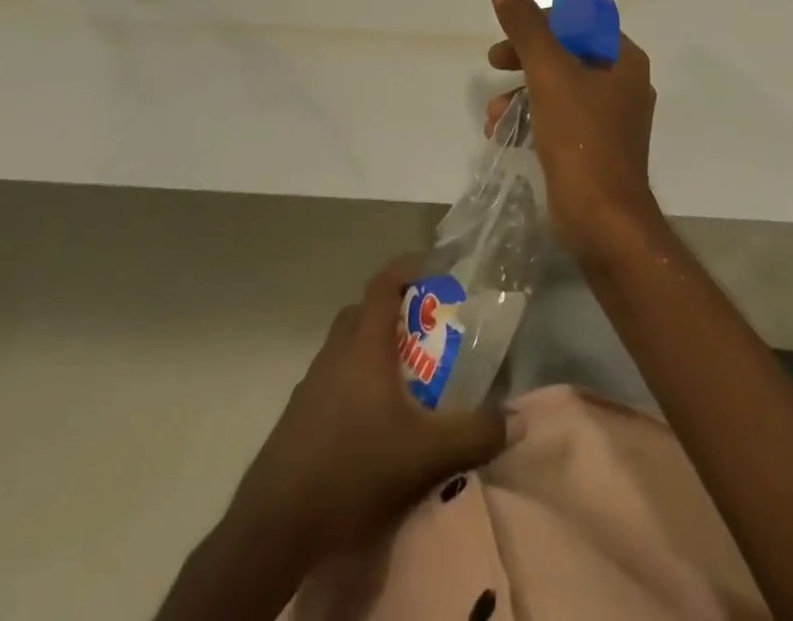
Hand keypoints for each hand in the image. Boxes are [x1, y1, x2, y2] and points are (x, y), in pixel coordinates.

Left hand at [229, 255, 506, 557]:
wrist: (275, 525)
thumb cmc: (354, 469)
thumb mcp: (426, 454)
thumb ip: (475, 434)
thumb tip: (517, 419)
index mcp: (364, 343)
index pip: (385, 282)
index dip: (411, 266)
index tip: (439, 268)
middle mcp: (336, 350)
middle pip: (366, 310)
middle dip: (398, 310)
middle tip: (430, 329)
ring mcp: (312, 382)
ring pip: (348, 345)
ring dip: (376, 347)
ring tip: (408, 378)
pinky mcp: (299, 413)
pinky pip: (335, 377)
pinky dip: (357, 380)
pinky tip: (374, 421)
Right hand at [487, 0, 660, 262]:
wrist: (602, 221)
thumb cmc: (581, 138)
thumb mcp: (549, 74)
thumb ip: (526, 28)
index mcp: (624, 60)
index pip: (583, 19)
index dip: (544, 18)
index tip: (511, 29)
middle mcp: (623, 84)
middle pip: (567, 52)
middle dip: (525, 57)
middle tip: (494, 61)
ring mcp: (610, 119)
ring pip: (558, 87)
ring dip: (521, 92)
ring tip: (493, 114)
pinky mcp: (594, 147)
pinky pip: (558, 117)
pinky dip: (531, 118)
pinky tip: (502, 133)